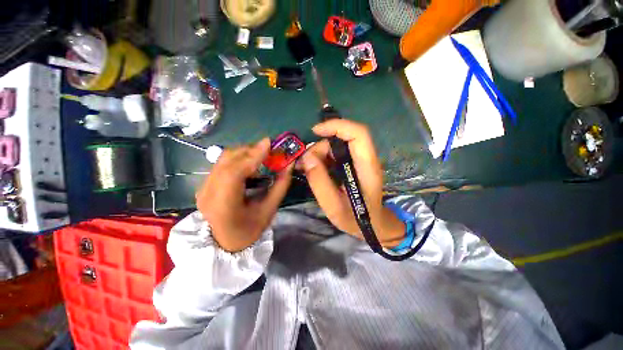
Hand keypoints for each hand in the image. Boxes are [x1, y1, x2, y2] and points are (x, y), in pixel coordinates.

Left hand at [196, 139, 292, 251]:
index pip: (235, 172)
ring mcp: (203, 187)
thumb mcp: (269, 211)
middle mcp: (208, 192)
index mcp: (224, 205)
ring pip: (223, 159)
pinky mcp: (204, 184)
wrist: (223, 244)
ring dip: (245, 153)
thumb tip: (289, 165)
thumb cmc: (248, 231)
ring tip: (262, 157)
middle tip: (270, 150)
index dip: (252, 155)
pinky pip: (222, 163)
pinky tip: (250, 165)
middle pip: (227, 160)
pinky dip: (238, 159)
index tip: (269, 143)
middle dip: (251, 150)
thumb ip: (280, 186)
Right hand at [297, 119, 404, 246]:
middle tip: (305, 164)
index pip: (358, 134)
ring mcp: (359, 161)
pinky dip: (321, 158)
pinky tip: (312, 168)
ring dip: (319, 153)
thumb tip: (307, 157)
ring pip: (336, 145)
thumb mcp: (333, 206)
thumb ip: (320, 182)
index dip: (337, 126)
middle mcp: (366, 159)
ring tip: (305, 168)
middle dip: (321, 147)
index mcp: (367, 168)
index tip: (315, 131)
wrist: (371, 224)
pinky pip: (335, 153)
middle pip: (342, 139)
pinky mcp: (353, 164)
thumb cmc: (355, 219)